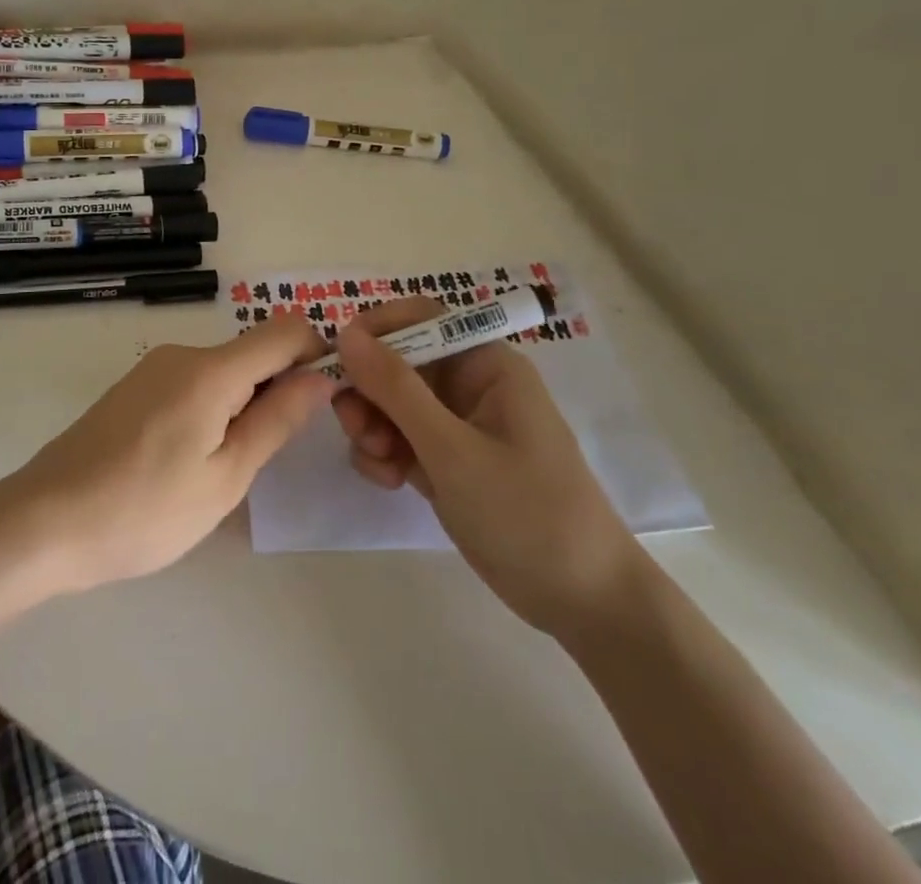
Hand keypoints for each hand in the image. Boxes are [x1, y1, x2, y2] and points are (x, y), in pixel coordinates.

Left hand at [0, 316, 337, 593]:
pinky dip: (210, 410)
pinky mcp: (132, 389)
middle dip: (276, 391)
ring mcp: (152, 370)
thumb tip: (320, 376)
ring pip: (221, 372)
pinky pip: (191, 385)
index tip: (322, 401)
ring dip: (241, 406)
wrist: (43, 522)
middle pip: (252, 353)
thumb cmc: (145, 510)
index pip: (284, 331)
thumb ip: (276, 420)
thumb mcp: (225, 477)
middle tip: (267, 457)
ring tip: (222, 471)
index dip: (315, 354)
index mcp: (211, 370)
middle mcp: (182, 355)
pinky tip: (187, 463)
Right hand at [332, 298, 644, 635]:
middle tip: (355, 427)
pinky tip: (391, 482)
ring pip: (392, 401)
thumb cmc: (527, 514)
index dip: (376, 330)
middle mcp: (470, 385)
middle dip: (370, 390)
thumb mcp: (453, 449)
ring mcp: (458, 424)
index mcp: (485, 364)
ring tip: (381, 463)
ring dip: (373, 425)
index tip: (337, 360)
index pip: (420, 318)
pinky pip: (401, 437)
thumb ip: (395, 388)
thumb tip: (346, 333)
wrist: (583, 603)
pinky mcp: (448, 461)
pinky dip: (386, 453)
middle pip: (398, 362)